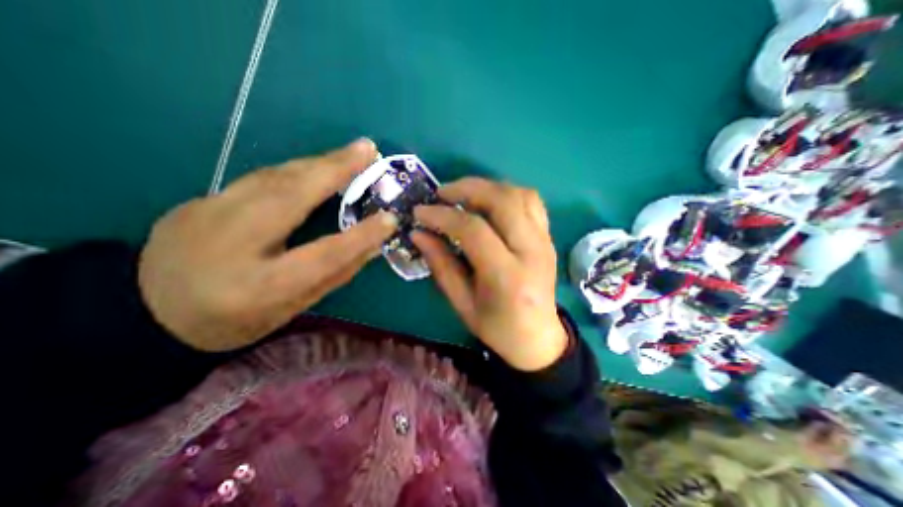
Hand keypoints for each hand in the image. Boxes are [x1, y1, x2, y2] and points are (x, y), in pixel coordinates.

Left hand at [138, 140, 397, 351]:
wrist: (146, 312)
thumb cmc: (235, 320)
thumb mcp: (292, 307)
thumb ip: (334, 274)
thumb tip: (371, 247)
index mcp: (260, 286)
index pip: (323, 255)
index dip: (361, 236)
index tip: (389, 219)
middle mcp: (231, 244)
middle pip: (291, 196)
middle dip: (335, 170)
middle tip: (368, 150)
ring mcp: (207, 214)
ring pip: (274, 178)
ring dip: (318, 163)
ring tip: (351, 152)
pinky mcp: (200, 200)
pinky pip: (260, 179)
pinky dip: (295, 170)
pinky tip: (317, 166)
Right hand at [411, 177, 566, 368]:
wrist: (538, 337)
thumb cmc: (497, 327)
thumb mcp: (462, 303)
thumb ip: (441, 265)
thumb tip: (419, 233)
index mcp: (507, 276)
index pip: (474, 230)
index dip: (443, 216)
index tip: (420, 213)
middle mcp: (531, 251)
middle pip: (502, 201)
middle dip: (467, 188)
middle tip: (442, 193)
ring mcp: (544, 241)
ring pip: (519, 194)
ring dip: (488, 186)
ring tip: (463, 194)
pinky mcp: (548, 237)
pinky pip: (531, 201)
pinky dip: (507, 193)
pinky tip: (489, 201)